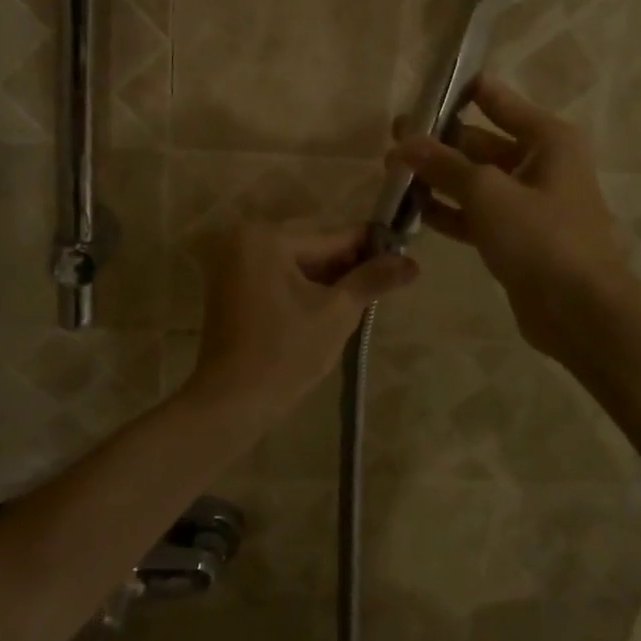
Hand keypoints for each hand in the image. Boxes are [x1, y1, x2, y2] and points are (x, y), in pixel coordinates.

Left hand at [190, 225, 417, 409]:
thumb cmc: (286, 352)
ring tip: (363, 299)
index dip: (369, 248)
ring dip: (326, 281)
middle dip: (347, 268)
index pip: (330, 238)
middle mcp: (243, 241)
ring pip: (295, 267)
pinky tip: (329, 308)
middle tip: (385, 283)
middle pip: (311, 251)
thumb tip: (412, 263)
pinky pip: (276, 279)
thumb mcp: (337, 313)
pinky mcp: (229, 289)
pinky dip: (302, 291)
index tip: (401, 252)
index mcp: (265, 238)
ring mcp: (231, 265)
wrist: (232, 402)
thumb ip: (373, 280)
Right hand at [390, 77, 640, 359]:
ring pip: (476, 181)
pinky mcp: (517, 238)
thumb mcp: (487, 192)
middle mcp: (541, 164)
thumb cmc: (541, 236)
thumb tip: (403, 141)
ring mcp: (529, 204)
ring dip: (439, 177)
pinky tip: (413, 210)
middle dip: (440, 141)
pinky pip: (477, 214)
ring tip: (392, 172)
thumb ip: (443, 164)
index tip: (422, 90)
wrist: (580, 310)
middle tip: (393, 137)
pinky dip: (450, 211)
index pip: (498, 100)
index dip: (461, 91)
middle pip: (482, 142)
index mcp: (547, 139)